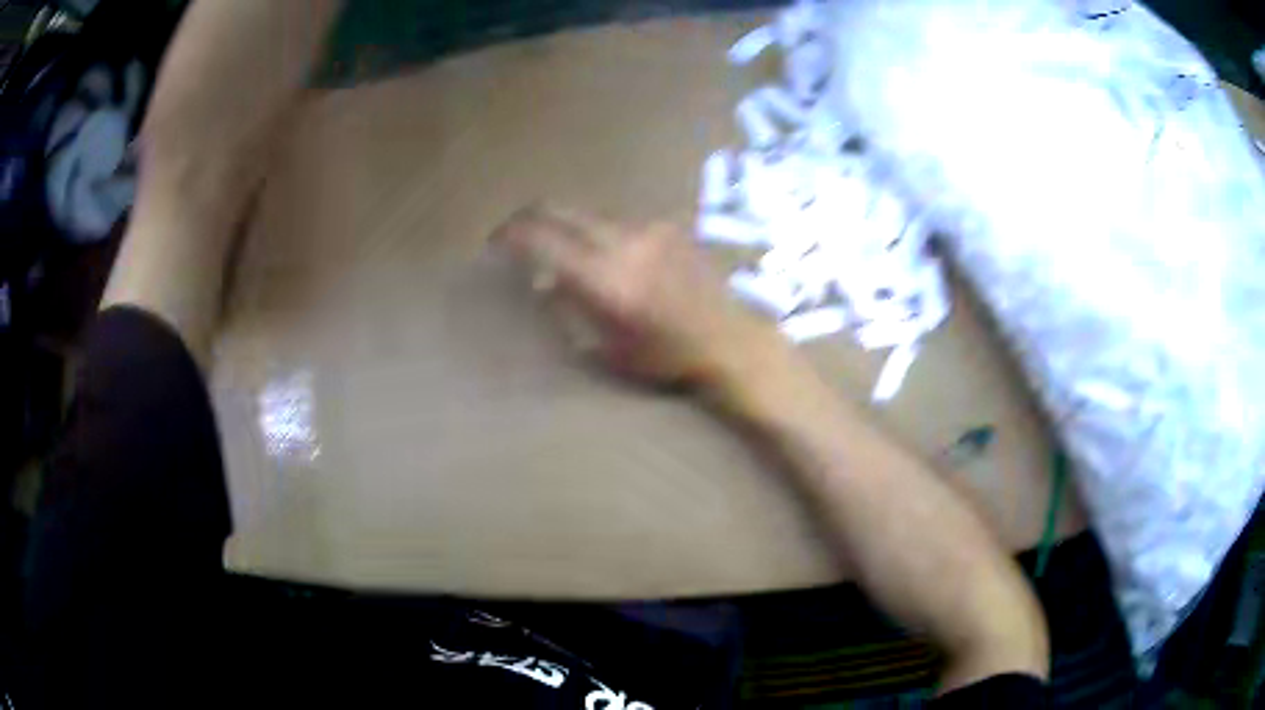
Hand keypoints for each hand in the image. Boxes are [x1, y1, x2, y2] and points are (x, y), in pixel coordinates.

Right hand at [495, 204, 789, 392]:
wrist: (730, 340)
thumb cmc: (666, 357)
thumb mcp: (608, 348)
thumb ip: (568, 310)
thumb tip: (540, 283)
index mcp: (604, 279)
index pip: (541, 238)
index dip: (509, 235)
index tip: (493, 244)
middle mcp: (623, 242)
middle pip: (559, 209)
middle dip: (529, 219)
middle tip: (516, 237)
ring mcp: (647, 228)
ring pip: (588, 213)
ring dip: (566, 226)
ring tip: (561, 250)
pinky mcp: (666, 226)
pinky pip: (618, 220)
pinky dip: (598, 232)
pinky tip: (607, 255)